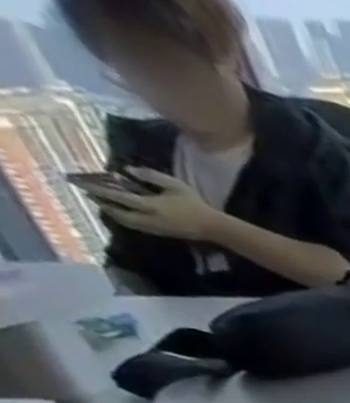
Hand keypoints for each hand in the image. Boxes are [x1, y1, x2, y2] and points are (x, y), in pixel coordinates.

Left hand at [89, 167, 225, 240]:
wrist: (215, 227)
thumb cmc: (196, 204)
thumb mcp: (174, 184)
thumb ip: (150, 176)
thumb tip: (127, 170)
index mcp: (151, 205)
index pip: (117, 197)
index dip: (98, 190)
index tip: (81, 183)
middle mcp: (149, 219)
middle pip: (119, 214)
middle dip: (103, 204)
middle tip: (90, 195)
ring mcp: (156, 228)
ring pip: (127, 222)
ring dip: (113, 213)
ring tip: (103, 204)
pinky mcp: (162, 232)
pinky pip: (137, 226)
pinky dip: (125, 219)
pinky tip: (123, 214)